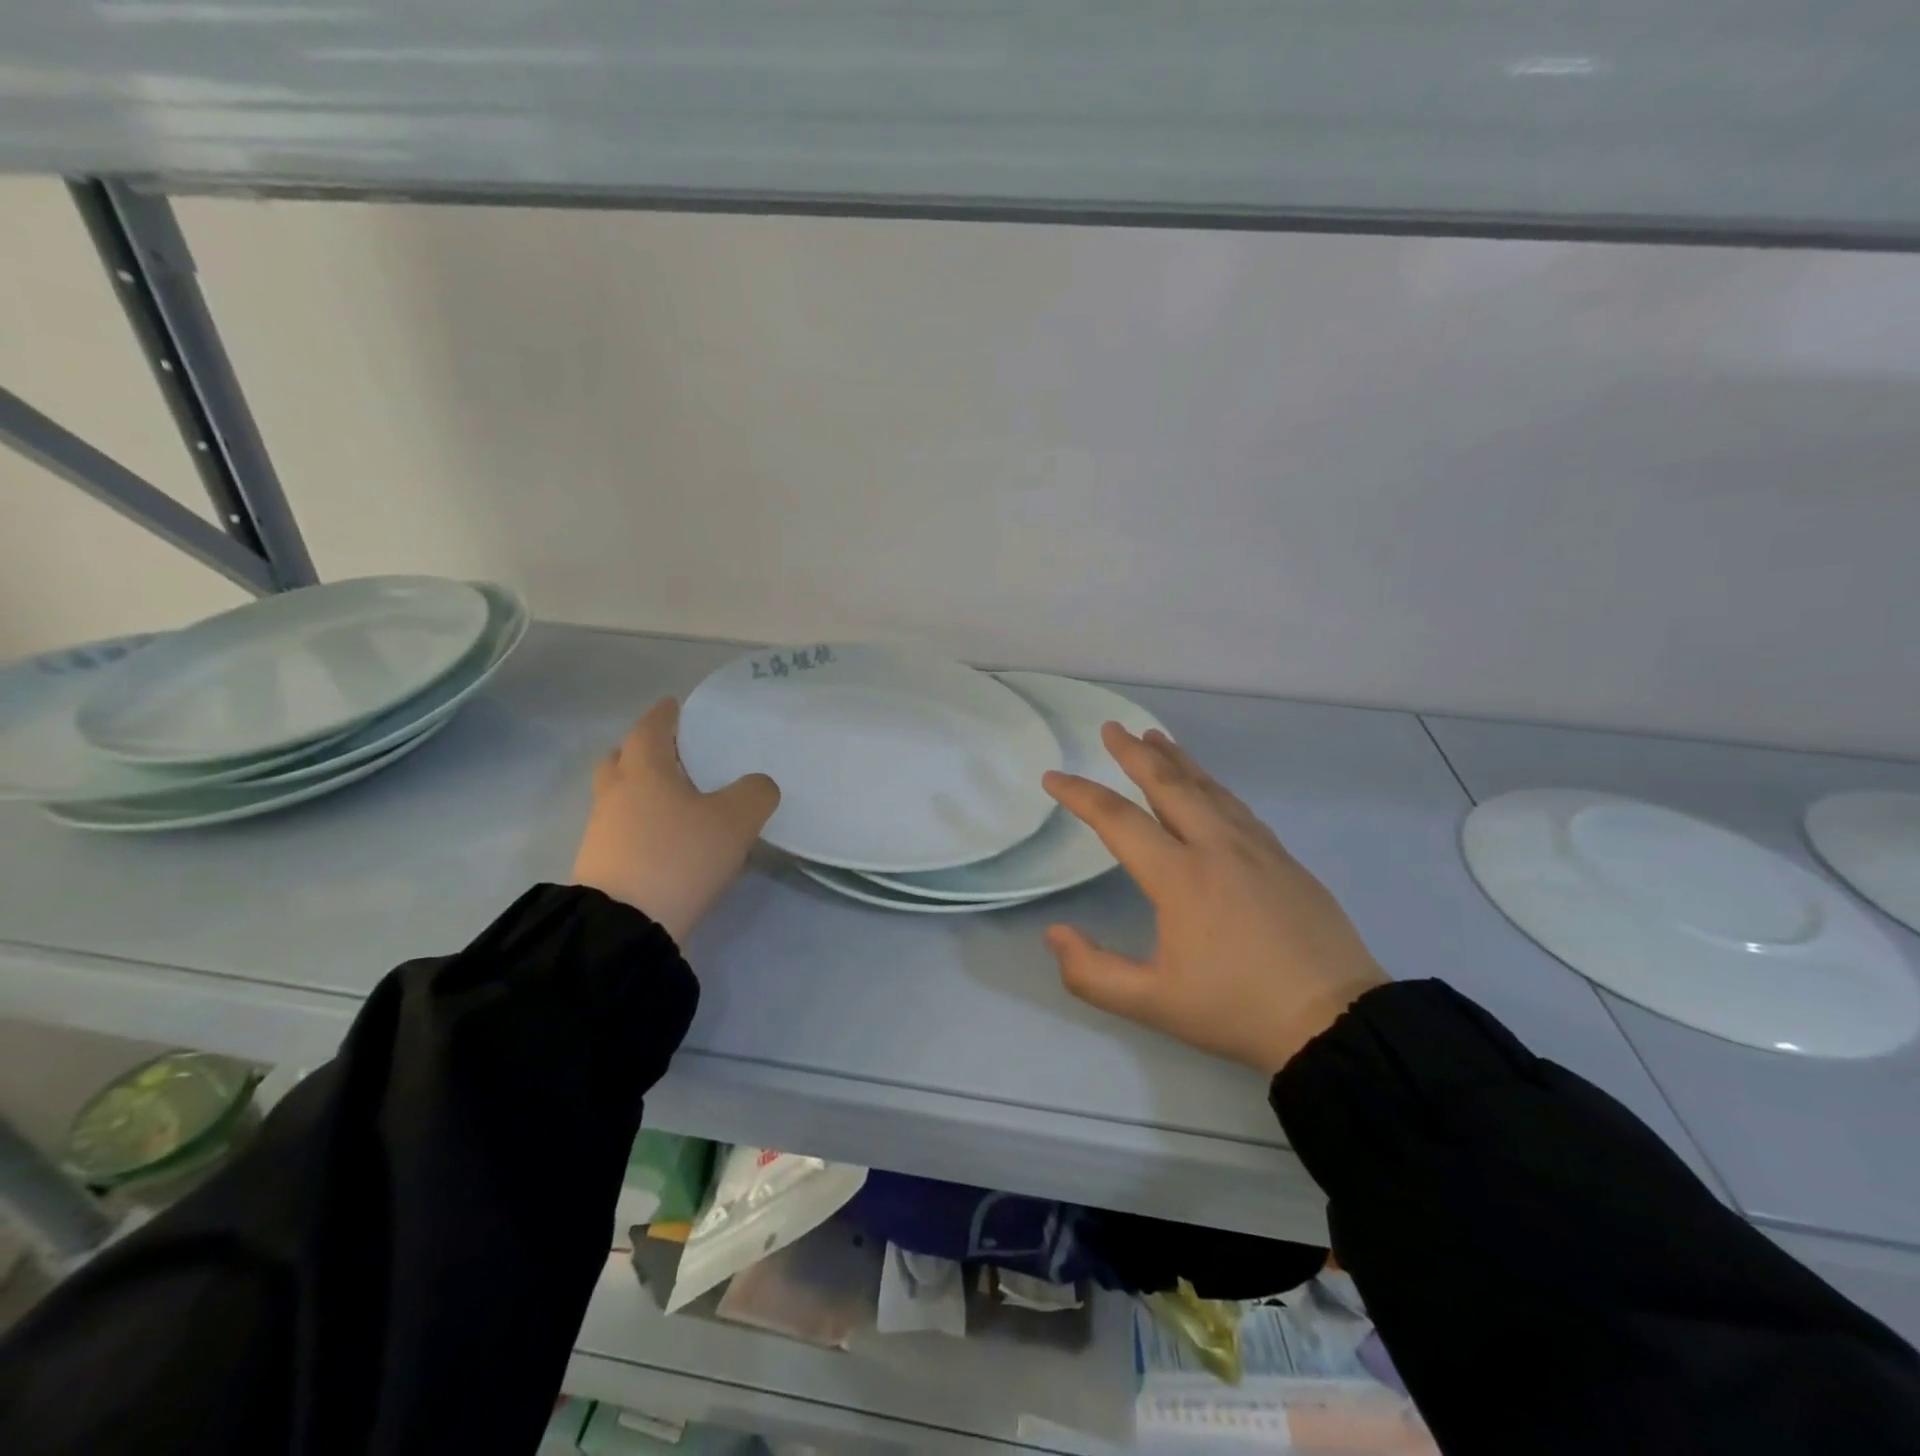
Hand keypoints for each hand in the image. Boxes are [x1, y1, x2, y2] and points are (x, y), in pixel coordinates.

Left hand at [571, 698, 779, 943]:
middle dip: (641, 752)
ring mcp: (601, 833)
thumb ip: (755, 794)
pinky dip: (640, 826)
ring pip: (618, 798)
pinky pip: (621, 831)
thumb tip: (758, 786)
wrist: (624, 927)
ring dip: (641, 792)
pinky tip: (668, 842)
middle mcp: (616, 795)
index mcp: (644, 771)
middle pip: (620, 760)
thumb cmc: (679, 857)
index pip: (650, 729)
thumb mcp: (735, 821)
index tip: (675, 705)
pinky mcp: (600, 867)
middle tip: (673, 756)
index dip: (664, 715)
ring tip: (677, 803)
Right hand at [1042, 725, 1387, 1075]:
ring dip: (1176, 758)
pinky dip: (1211, 784)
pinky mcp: (1283, 857)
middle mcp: (1215, 846)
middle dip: (1134, 753)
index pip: (1117, 820)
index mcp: (1179, 876)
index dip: (1080, 794)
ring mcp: (1255, 847)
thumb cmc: (1236, 1009)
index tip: (1053, 777)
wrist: (1335, 1020)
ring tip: (1155, 737)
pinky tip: (1208, 785)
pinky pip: (1236, 805)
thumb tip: (1055, 933)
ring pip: (1208, 787)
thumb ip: (1092, 972)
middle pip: (1168, 784)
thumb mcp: (1153, 1004)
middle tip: (1111, 728)